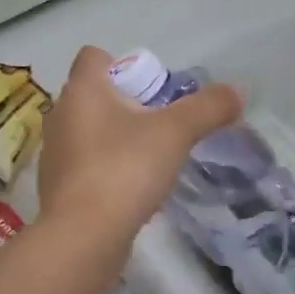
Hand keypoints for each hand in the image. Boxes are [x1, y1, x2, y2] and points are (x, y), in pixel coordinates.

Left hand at [39, 47, 243, 235]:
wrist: (82, 237)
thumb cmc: (124, 169)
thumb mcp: (175, 134)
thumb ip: (208, 108)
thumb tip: (239, 90)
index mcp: (81, 90)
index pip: (92, 56)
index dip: (122, 64)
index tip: (152, 89)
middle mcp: (61, 115)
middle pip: (93, 95)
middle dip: (125, 104)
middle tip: (159, 124)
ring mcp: (55, 153)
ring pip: (89, 132)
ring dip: (116, 138)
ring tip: (149, 159)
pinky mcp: (57, 187)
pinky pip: (85, 165)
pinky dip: (106, 170)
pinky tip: (132, 191)